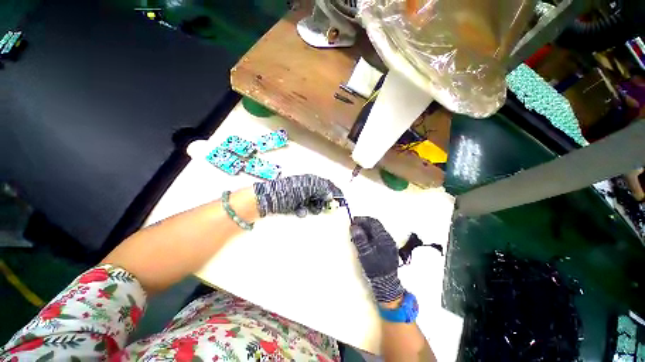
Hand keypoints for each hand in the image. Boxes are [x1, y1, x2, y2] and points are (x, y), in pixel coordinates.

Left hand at [253, 174, 342, 216]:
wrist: (269, 199)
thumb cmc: (289, 191)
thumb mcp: (306, 188)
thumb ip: (320, 190)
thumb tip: (331, 195)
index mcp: (311, 180)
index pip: (327, 184)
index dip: (334, 191)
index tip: (341, 199)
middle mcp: (307, 187)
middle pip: (321, 195)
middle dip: (322, 202)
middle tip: (323, 208)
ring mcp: (301, 196)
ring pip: (314, 204)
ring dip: (313, 208)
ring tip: (307, 209)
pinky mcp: (296, 205)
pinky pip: (305, 209)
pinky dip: (303, 211)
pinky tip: (299, 211)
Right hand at [350, 216, 403, 302]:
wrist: (386, 283)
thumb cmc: (375, 268)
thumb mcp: (365, 254)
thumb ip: (360, 240)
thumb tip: (354, 226)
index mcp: (383, 238)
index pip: (373, 223)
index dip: (362, 220)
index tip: (353, 221)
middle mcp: (388, 238)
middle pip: (376, 225)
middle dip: (364, 223)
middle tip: (354, 225)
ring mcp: (389, 242)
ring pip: (377, 229)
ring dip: (367, 228)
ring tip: (358, 231)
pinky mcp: (389, 247)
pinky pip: (379, 235)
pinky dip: (371, 233)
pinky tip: (365, 238)